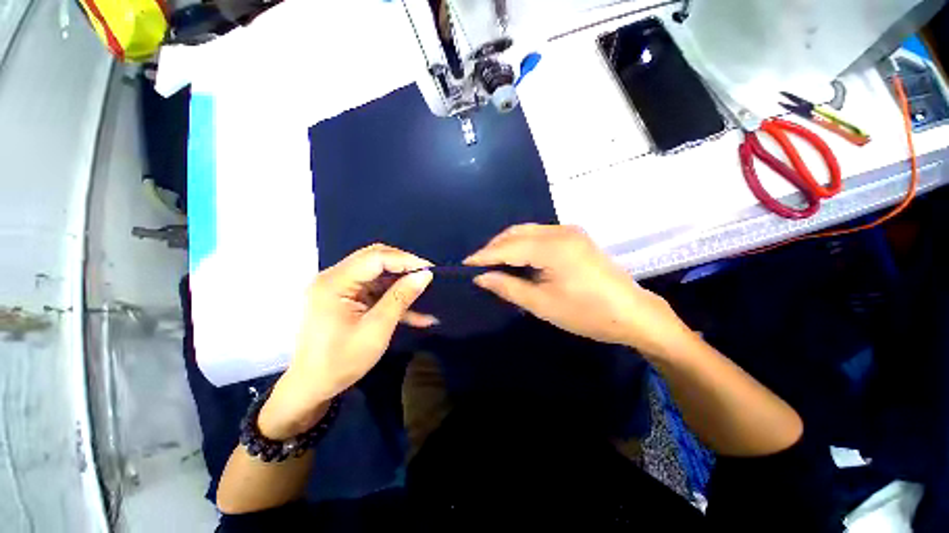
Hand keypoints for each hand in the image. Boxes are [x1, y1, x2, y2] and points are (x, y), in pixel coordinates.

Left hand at [259, 244, 434, 438]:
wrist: (312, 387)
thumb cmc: (340, 362)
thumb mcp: (376, 329)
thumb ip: (401, 298)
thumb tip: (425, 275)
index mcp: (335, 283)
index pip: (376, 258)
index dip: (406, 260)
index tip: (431, 270)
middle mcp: (335, 278)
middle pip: (375, 260)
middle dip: (404, 268)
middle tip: (427, 278)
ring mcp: (340, 287)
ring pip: (378, 274)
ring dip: (401, 284)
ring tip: (425, 293)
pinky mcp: (347, 298)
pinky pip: (375, 289)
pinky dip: (393, 297)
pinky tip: (415, 312)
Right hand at [465, 224, 689, 354]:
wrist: (632, 313)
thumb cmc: (586, 314)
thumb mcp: (542, 304)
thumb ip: (508, 287)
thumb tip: (481, 277)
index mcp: (552, 247)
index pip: (507, 247)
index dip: (484, 255)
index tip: (464, 264)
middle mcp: (559, 231)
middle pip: (516, 233)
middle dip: (494, 247)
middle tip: (478, 265)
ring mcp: (569, 231)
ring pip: (527, 231)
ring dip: (508, 245)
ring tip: (493, 263)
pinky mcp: (574, 237)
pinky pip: (539, 235)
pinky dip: (523, 244)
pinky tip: (517, 258)